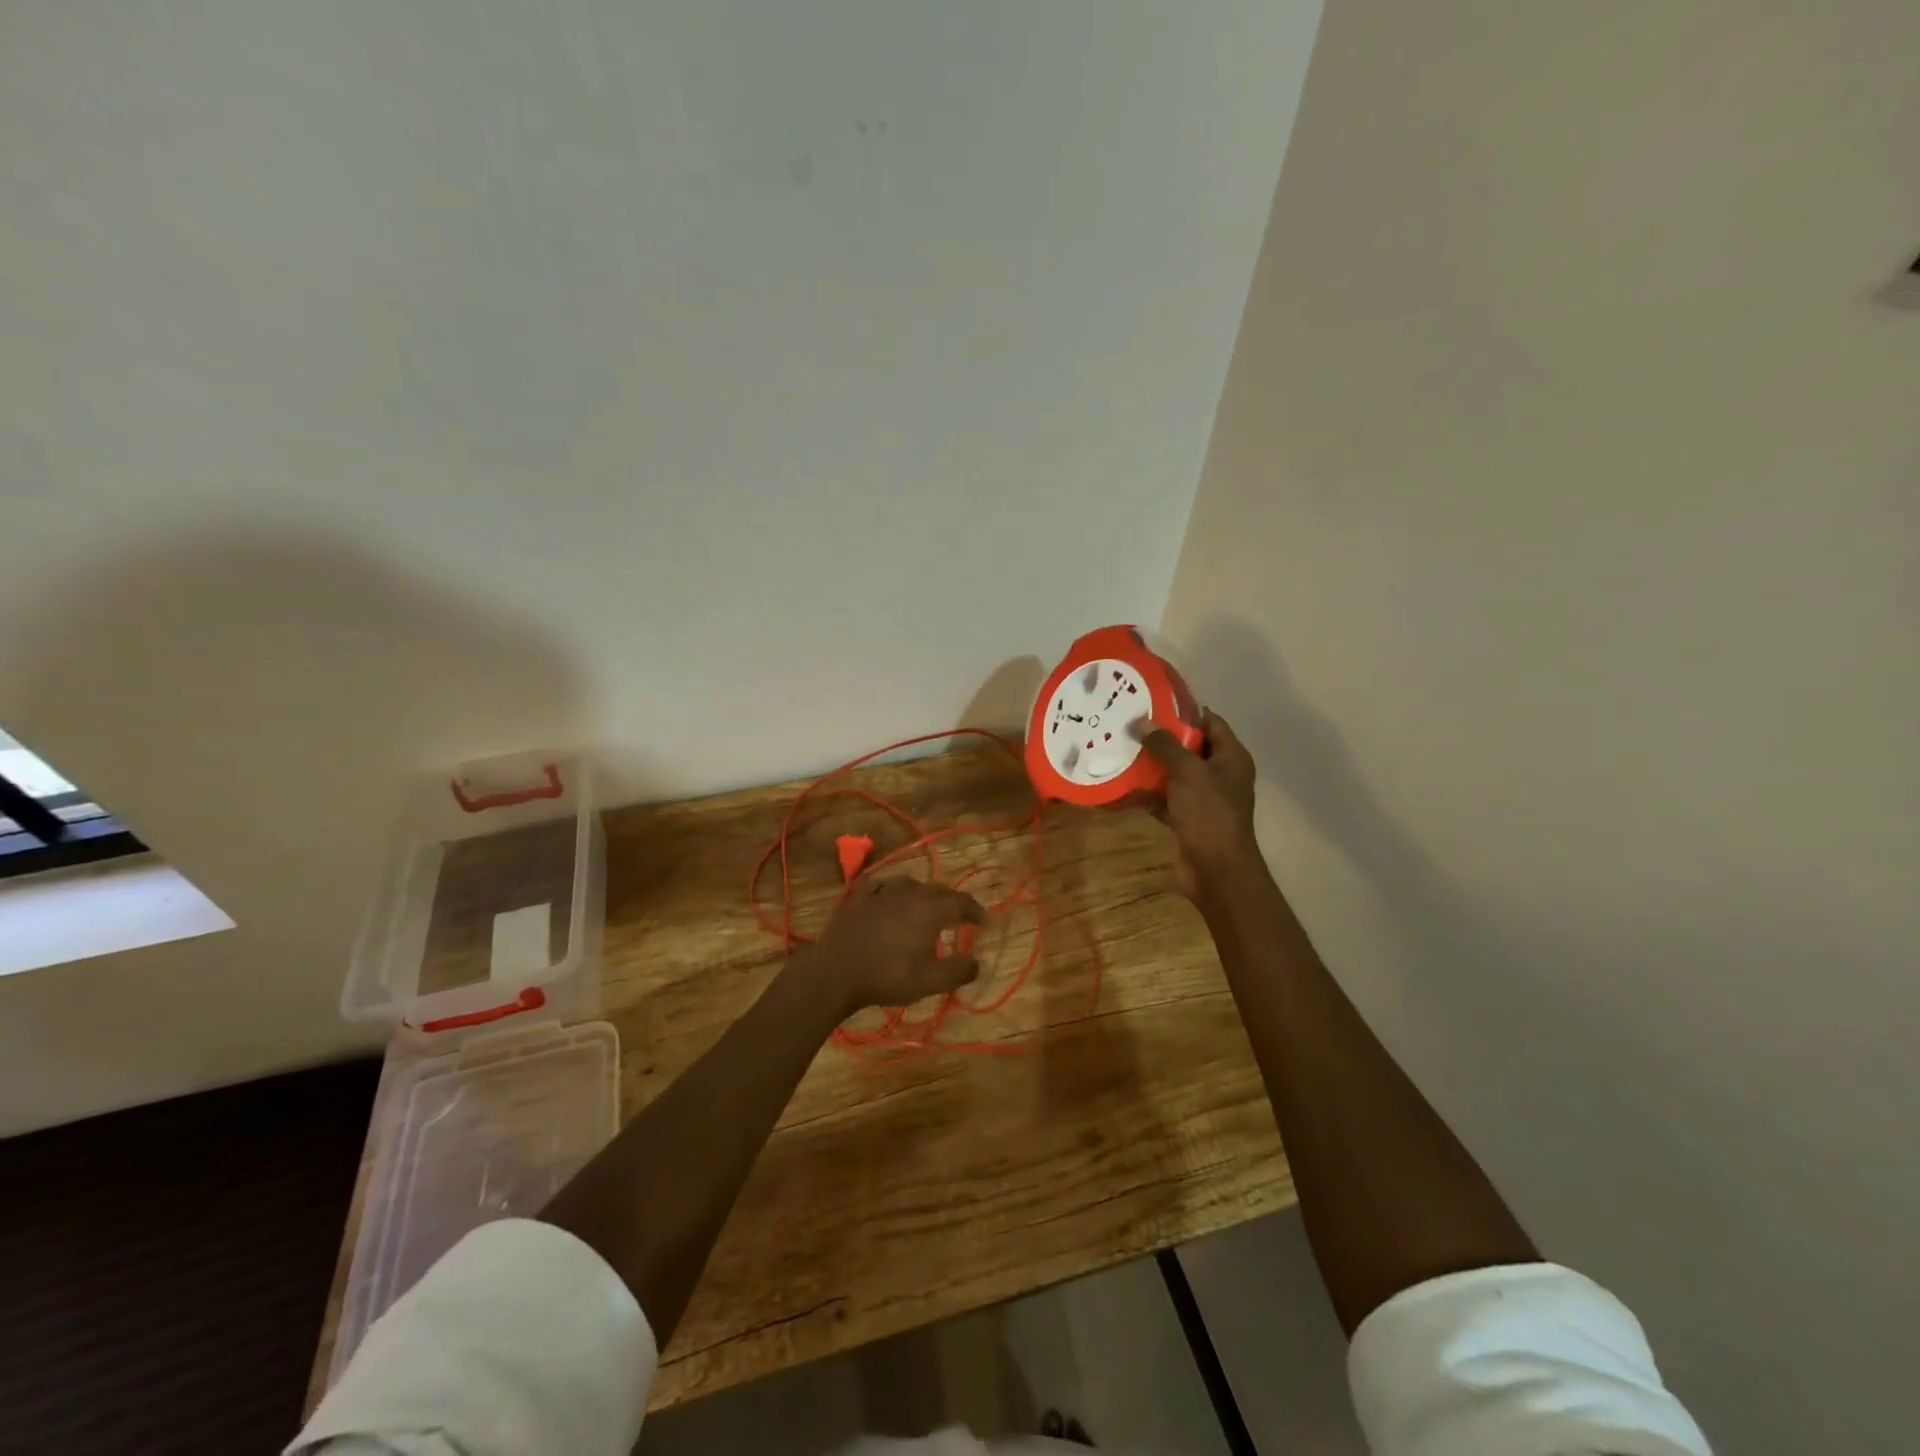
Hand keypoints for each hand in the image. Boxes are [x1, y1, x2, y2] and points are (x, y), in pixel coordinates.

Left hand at [800, 875, 986, 1016]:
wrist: (835, 972)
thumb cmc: (888, 976)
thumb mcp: (930, 981)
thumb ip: (958, 970)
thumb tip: (977, 962)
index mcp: (930, 909)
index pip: (961, 902)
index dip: (975, 910)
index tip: (983, 921)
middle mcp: (909, 892)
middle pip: (938, 890)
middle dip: (952, 901)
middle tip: (958, 916)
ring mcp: (881, 891)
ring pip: (910, 883)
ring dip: (923, 893)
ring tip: (925, 905)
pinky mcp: (858, 896)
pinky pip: (881, 884)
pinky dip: (892, 889)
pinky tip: (889, 895)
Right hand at [1133, 709, 1259, 898]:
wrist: (1216, 870)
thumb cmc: (1209, 814)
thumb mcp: (1187, 773)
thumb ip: (1165, 745)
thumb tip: (1141, 721)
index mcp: (1231, 758)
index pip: (1211, 722)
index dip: (1185, 710)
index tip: (1153, 701)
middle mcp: (1220, 774)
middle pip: (1190, 747)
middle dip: (1161, 738)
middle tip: (1129, 724)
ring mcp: (1204, 799)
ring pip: (1174, 774)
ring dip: (1151, 766)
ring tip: (1120, 749)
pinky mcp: (1188, 819)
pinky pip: (1165, 799)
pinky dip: (1147, 793)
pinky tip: (1122, 784)